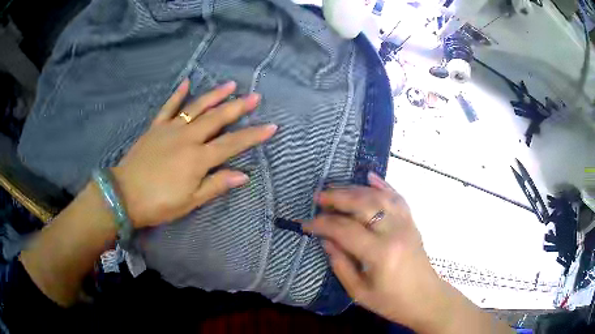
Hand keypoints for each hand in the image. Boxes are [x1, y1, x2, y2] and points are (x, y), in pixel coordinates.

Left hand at [113, 79, 276, 227]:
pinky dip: (177, 94)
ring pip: (196, 108)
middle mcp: (188, 137)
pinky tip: (187, 82)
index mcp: (198, 158)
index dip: (253, 135)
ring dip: (215, 95)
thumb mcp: (190, 201)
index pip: (232, 143)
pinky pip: (168, 107)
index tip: (271, 126)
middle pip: (217, 119)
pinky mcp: (156, 127)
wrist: (125, 195)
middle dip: (238, 107)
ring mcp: (170, 129)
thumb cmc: (159, 203)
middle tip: (255, 97)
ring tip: (230, 84)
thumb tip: (243, 175)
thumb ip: (216, 185)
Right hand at [303, 173, 442, 329]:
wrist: (426, 298)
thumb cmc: (391, 301)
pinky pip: (397, 197)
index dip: (322, 224)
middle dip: (337, 197)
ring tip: (336, 189)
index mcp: (380, 253)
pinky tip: (369, 176)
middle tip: (318, 197)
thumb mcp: (359, 292)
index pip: (345, 230)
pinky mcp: (411, 222)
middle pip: (363, 204)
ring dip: (355, 189)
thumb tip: (326, 240)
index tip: (306, 224)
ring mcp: (406, 223)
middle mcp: (394, 232)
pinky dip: (383, 185)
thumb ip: (340, 264)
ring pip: (379, 196)